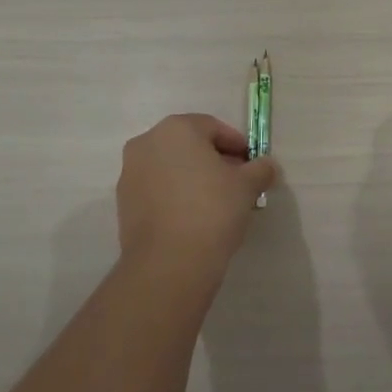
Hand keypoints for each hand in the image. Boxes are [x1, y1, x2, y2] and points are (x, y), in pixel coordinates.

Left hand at [116, 114, 277, 284]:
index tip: (252, 166)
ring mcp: (130, 173)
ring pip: (171, 167)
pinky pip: (157, 190)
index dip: (237, 145)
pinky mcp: (123, 203)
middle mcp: (147, 143)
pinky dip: (175, 196)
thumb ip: (261, 169)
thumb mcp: (247, 186)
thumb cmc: (212, 210)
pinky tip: (193, 217)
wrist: (169, 264)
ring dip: (193, 178)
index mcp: (176, 128)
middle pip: (189, 145)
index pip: (214, 128)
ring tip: (215, 203)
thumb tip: (267, 166)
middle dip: (214, 160)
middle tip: (236, 183)